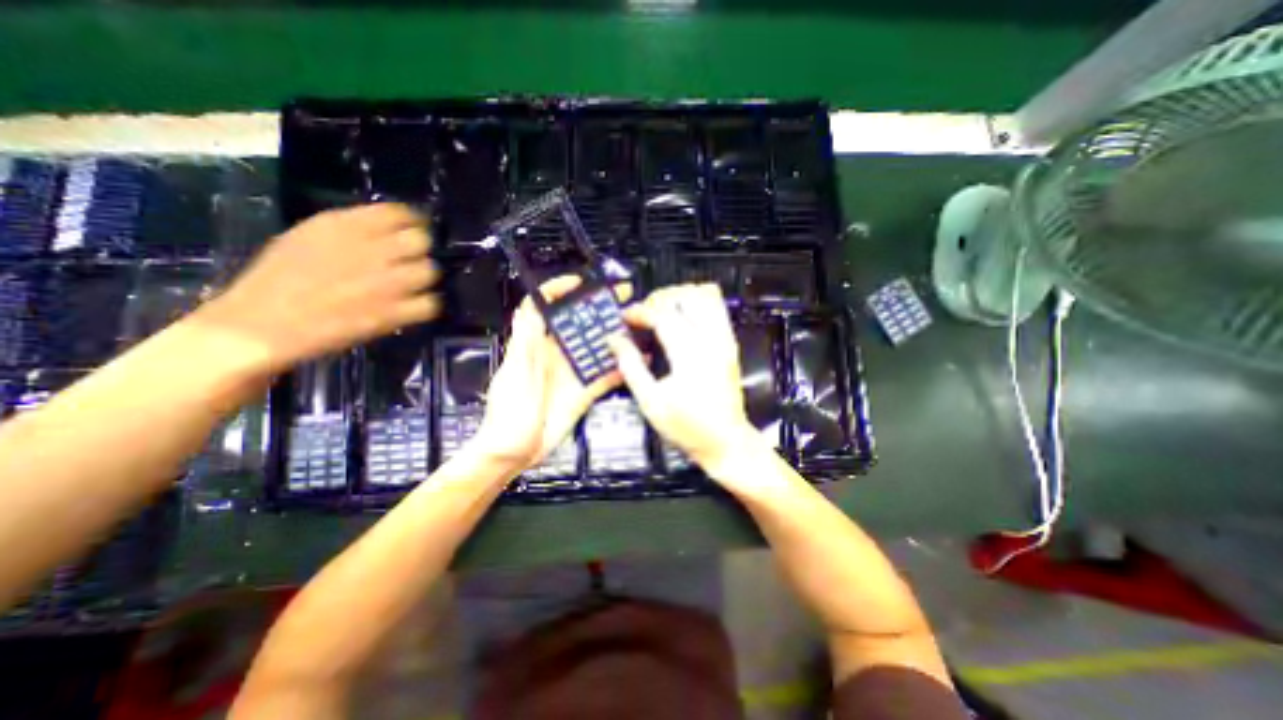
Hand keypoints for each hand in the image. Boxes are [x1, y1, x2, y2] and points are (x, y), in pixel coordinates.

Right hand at [187, 199, 437, 370]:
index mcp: (343, 227)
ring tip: (412, 284)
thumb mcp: (306, 237)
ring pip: (430, 271)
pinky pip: (431, 304)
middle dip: (420, 249)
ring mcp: (386, 284)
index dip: (413, 221)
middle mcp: (371, 251)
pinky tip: (413, 305)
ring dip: (423, 277)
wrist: (260, 325)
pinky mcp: (393, 314)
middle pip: (421, 241)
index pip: (399, 213)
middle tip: (411, 259)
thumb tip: (390, 227)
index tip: (415, 228)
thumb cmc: (279, 279)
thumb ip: (350, 229)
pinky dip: (426, 305)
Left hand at [469, 278, 629, 474]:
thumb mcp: (514, 375)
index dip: (558, 290)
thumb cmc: (507, 415)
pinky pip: (603, 377)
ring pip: (595, 349)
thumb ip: (525, 343)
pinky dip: (619, 370)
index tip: (579, 283)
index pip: (543, 308)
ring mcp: (570, 374)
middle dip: (598, 310)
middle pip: (577, 325)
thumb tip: (531, 310)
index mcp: (533, 347)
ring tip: (634, 328)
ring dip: (613, 338)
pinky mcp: (582, 392)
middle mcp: (554, 356)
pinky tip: (632, 364)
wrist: (513, 452)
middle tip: (621, 300)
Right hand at [607, 284, 760, 473]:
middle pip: (686, 296)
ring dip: (679, 297)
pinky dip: (696, 304)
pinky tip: (682, 319)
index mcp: (690, 355)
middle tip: (643, 314)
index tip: (625, 318)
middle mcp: (711, 341)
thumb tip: (615, 341)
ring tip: (662, 312)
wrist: (725, 441)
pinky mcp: (730, 344)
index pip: (663, 316)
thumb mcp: (650, 402)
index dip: (640, 312)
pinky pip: (716, 308)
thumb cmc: (688, 427)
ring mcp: (724, 340)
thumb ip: (631, 367)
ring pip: (705, 296)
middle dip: (659, 299)